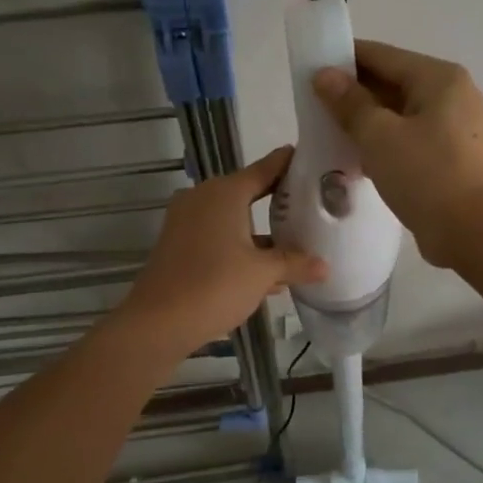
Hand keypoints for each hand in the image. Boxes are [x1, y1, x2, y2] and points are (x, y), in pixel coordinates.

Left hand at [117, 146, 326, 353]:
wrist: (158, 323)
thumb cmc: (214, 286)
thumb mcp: (263, 274)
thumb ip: (295, 264)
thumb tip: (325, 266)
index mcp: (224, 193)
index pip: (265, 168)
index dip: (288, 163)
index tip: (312, 159)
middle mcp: (203, 198)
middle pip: (247, 192)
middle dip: (278, 200)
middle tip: (312, 204)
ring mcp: (187, 222)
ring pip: (232, 218)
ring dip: (260, 230)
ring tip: (297, 240)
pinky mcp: (179, 245)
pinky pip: (218, 237)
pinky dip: (241, 247)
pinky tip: (268, 273)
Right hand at [312, 40, 482, 267]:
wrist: (474, 233)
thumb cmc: (426, 176)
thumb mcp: (379, 136)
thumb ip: (349, 103)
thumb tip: (324, 75)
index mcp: (440, 78)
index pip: (383, 55)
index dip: (344, 59)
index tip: (310, 69)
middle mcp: (452, 95)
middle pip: (393, 83)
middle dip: (353, 93)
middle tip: (313, 106)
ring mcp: (455, 128)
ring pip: (400, 114)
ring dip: (366, 122)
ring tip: (328, 132)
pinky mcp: (451, 157)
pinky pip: (410, 138)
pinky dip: (384, 143)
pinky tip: (355, 158)